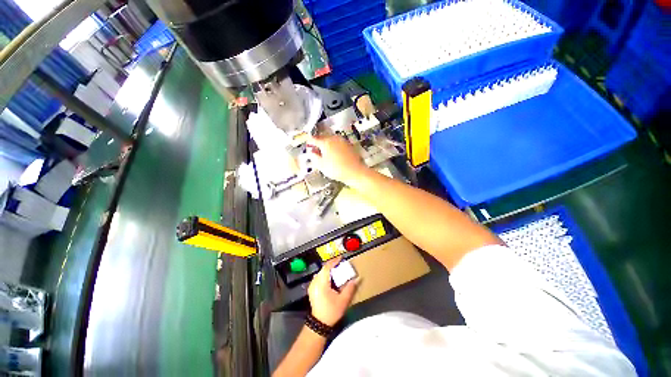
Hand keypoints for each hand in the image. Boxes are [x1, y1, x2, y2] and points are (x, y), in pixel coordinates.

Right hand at [306, 135, 367, 185]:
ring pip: (331, 140)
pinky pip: (338, 144)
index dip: (309, 142)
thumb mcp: (321, 165)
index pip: (313, 139)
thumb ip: (314, 157)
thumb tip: (311, 151)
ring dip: (326, 145)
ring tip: (325, 154)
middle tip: (315, 151)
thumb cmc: (336, 169)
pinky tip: (334, 155)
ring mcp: (342, 140)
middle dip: (318, 143)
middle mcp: (334, 138)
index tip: (307, 145)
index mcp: (325, 142)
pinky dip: (334, 147)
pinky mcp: (349, 145)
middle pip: (323, 138)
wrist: (355, 172)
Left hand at [308, 258, 358, 325]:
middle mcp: (315, 282)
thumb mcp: (343, 301)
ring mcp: (312, 285)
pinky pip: (318, 277)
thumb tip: (357, 279)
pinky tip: (330, 278)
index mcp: (321, 283)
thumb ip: (350, 288)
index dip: (334, 261)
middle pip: (323, 269)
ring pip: (320, 272)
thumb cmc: (331, 311)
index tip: (341, 258)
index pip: (327, 267)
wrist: (319, 324)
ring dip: (328, 269)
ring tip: (336, 269)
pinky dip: (325, 274)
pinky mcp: (312, 289)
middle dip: (332, 265)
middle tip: (340, 264)